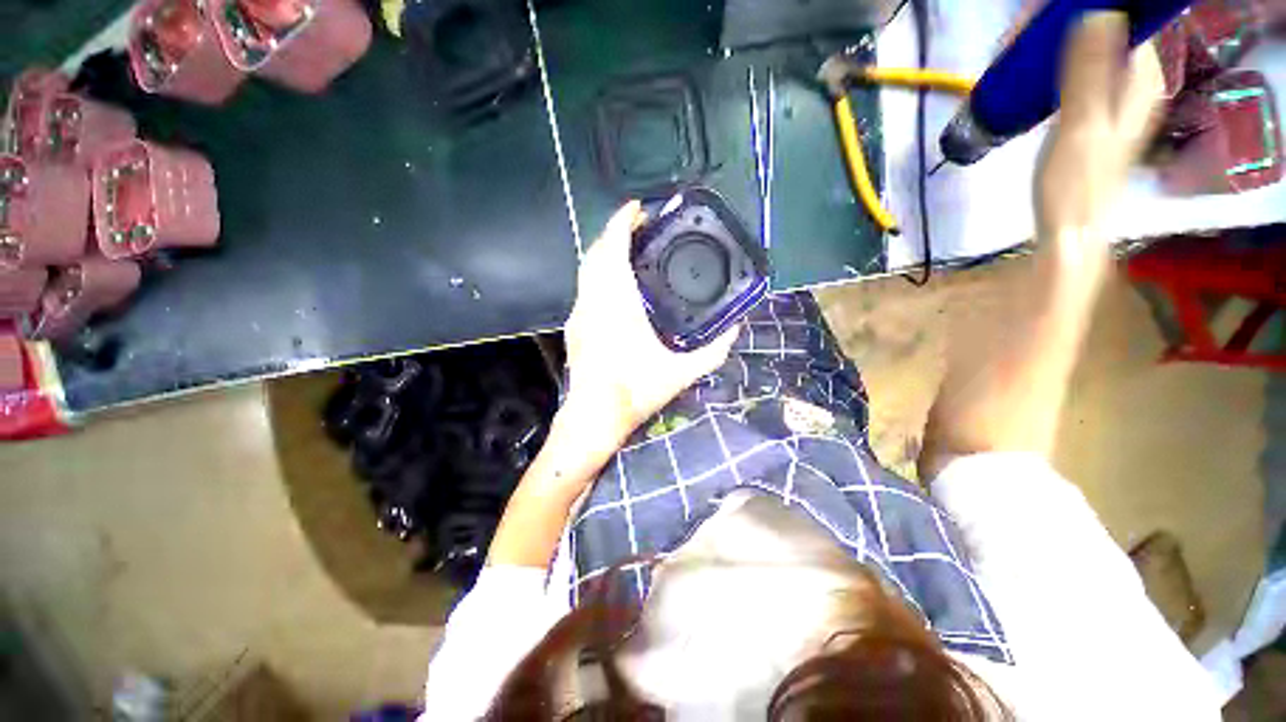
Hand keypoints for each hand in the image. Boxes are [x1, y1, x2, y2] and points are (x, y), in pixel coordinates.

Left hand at [562, 201, 738, 444]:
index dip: (621, 223)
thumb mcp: (682, 372)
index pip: (612, 250)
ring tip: (631, 249)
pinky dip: (599, 273)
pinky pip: (585, 287)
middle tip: (640, 227)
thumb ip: (713, 350)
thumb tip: (734, 328)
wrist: (594, 416)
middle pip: (595, 253)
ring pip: (587, 270)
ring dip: (606, 252)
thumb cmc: (635, 391)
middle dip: (614, 232)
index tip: (637, 207)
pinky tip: (617, 283)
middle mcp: (592, 302)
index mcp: (616, 305)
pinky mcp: (575, 325)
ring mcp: (579, 313)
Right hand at [1035, 12, 1163, 238]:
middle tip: (1014, 42)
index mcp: (1140, 77)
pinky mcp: (1093, 105)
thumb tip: (1097, 11)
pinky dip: (1049, 62)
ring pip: (1085, 45)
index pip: (1119, 17)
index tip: (1034, 22)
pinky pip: (1074, 66)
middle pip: (1102, 27)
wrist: (1069, 227)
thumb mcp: (1081, 127)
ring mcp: (1113, 91)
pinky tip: (1026, 73)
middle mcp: (1133, 77)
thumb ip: (1090, 72)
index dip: (1078, 9)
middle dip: (1057, 25)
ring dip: (1049, 43)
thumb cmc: (1075, 185)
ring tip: (1012, 55)